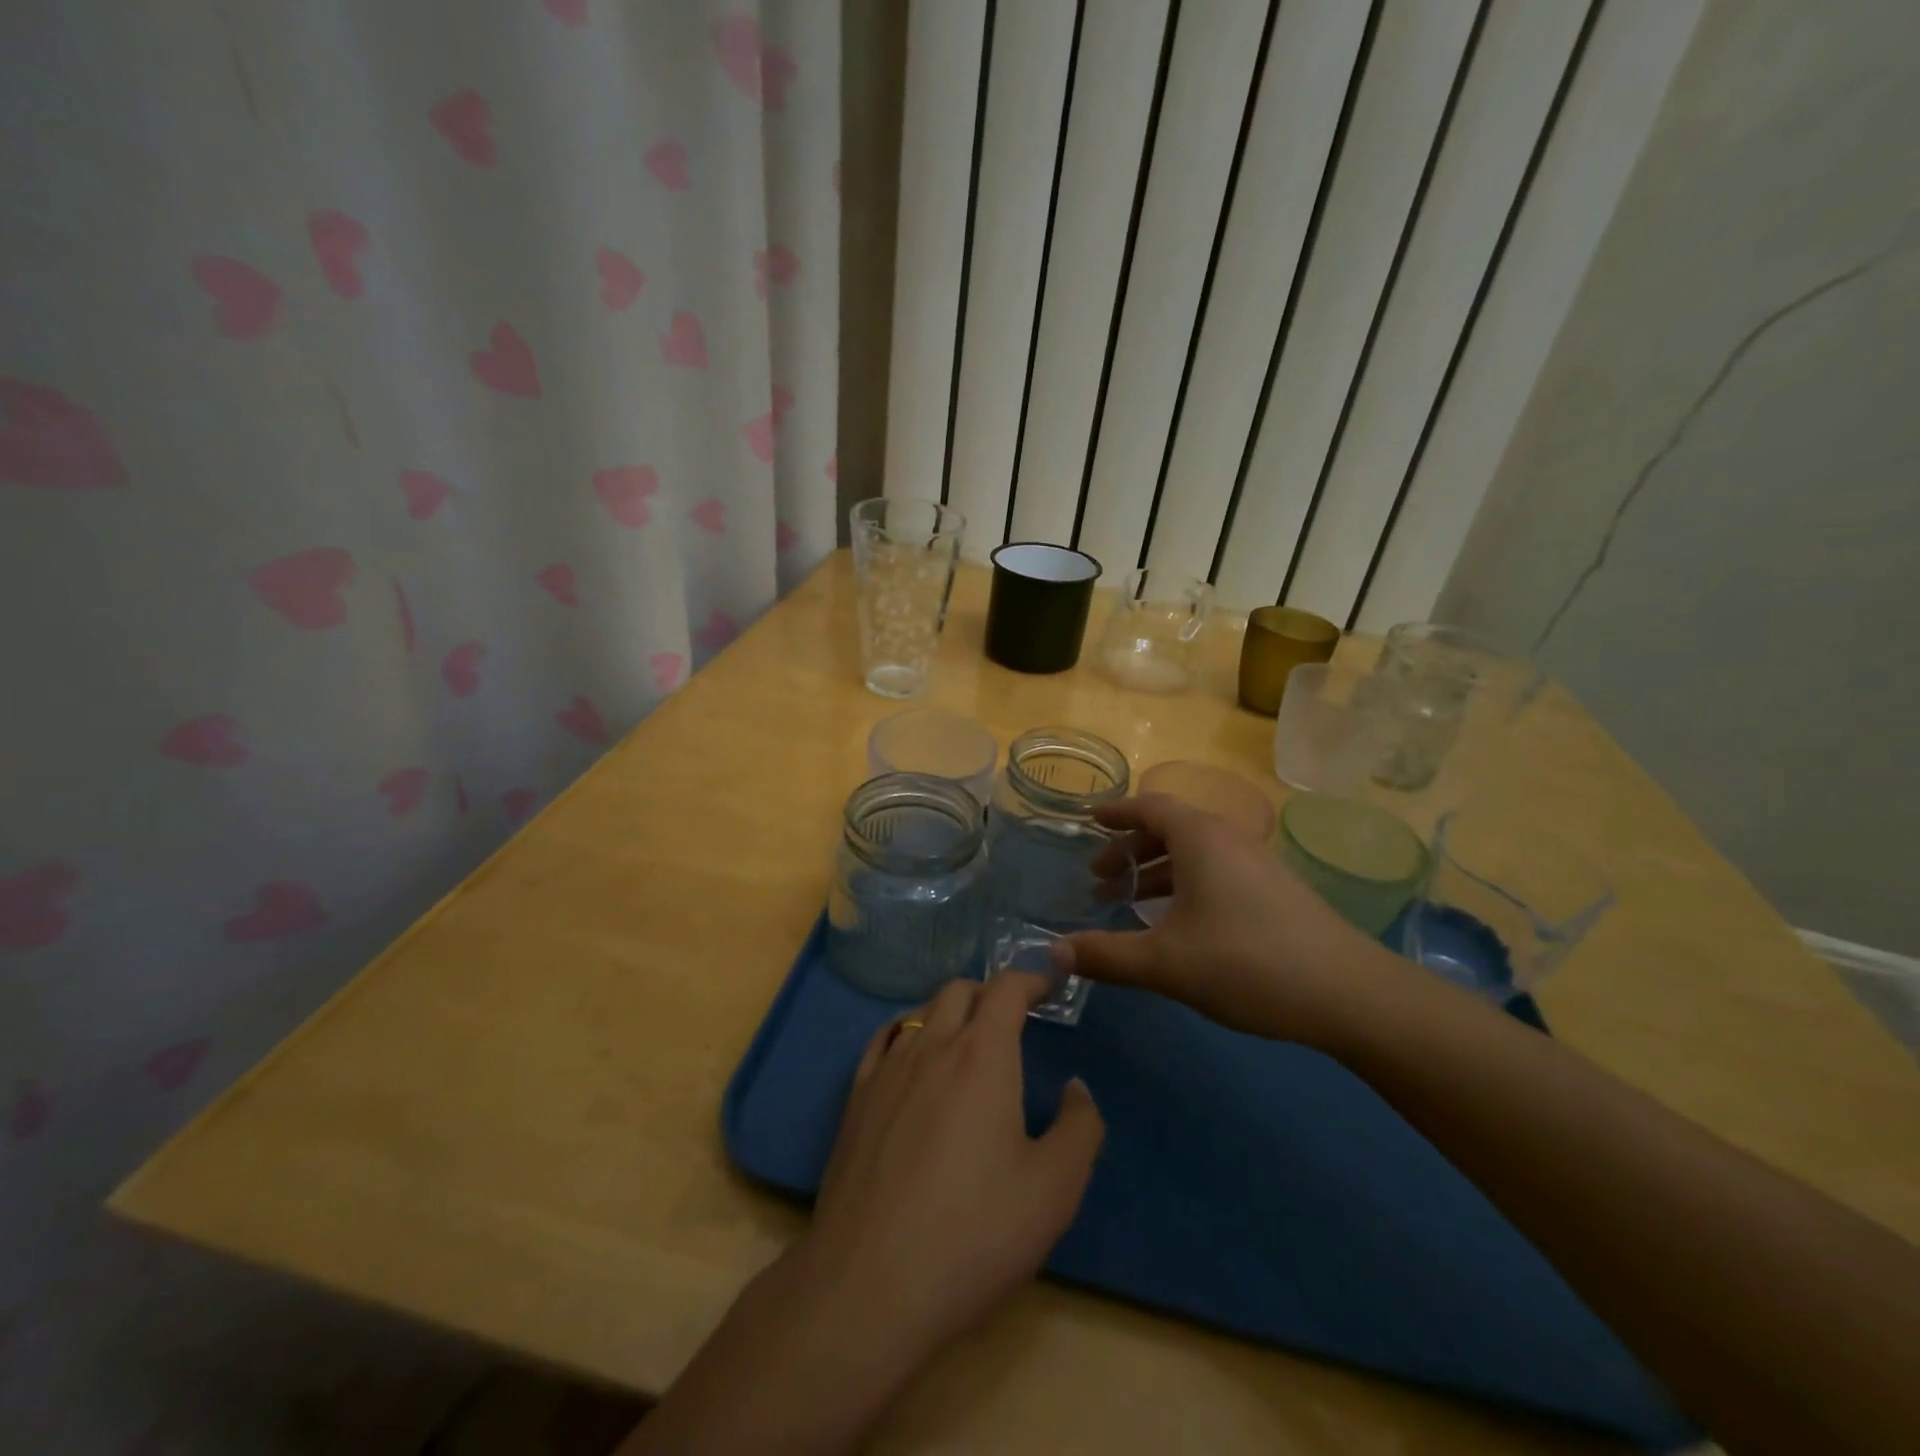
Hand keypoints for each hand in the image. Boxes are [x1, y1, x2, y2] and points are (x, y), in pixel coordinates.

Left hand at [796, 972, 1104, 1364]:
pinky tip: (913, 1057)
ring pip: (920, 1011)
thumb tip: (1075, 1088)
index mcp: (982, 1055)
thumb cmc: (974, 1233)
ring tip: (967, 1041)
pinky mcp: (856, 1098)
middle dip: (991, 993)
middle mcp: (931, 1045)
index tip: (1049, 986)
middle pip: (960, 990)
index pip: (1006, 988)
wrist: (869, 1284)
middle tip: (1013, 1019)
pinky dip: (908, 1031)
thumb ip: (1079, 1128)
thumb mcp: (1054, 1189)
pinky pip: (883, 1040)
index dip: (1031, 979)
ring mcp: (887, 1069)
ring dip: (950, 1011)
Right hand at [1057, 793, 1403, 1048]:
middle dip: (1129, 850)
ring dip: (1156, 872)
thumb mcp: (1166, 963)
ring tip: (1128, 903)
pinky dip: (1184, 885)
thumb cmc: (1247, 963)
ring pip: (1194, 854)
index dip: (1115, 812)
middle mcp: (1229, 839)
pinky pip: (1215, 872)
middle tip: (1099, 879)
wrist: (1349, 993)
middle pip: (1169, 829)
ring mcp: (1257, 864)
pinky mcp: (1274, 891)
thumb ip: (1106, 955)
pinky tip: (1176, 923)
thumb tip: (1053, 952)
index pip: (1149, 807)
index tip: (1088, 818)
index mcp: (1201, 838)